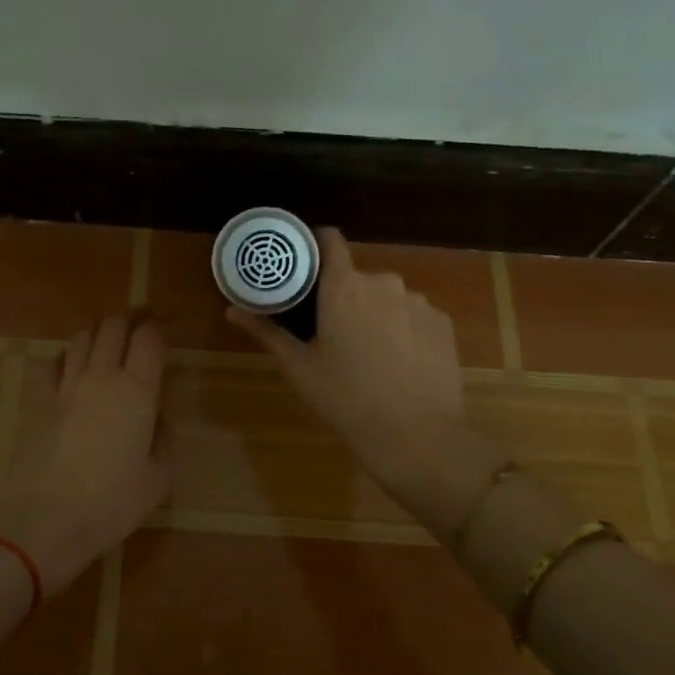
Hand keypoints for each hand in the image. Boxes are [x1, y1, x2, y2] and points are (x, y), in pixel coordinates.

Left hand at [0, 316, 170, 593]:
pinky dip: (65, 358)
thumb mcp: (158, 478)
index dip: (158, 329)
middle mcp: (102, 376)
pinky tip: (69, 371)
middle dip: (128, 323)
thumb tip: (157, 417)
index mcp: (137, 390)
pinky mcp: (39, 399)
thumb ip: (164, 439)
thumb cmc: (112, 502)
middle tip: (137, 334)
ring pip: (81, 337)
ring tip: (105, 348)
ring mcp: (66, 385)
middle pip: (113, 326)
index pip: (149, 338)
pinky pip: (52, 362)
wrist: (47, 518)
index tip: (164, 334)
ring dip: (97, 336)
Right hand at [227, 229, 497, 528]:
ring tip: (369, 351)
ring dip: (376, 312)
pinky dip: (403, 328)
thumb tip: (231, 310)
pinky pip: (414, 314)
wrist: (417, 435)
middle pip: (357, 276)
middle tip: (332, 329)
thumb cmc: (346, 398)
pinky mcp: (442, 323)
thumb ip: (267, 331)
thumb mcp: (300, 366)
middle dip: (344, 295)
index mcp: (344, 286)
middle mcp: (384, 282)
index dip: (316, 243)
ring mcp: (418, 301)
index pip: (330, 240)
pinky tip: (399, 361)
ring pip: (388, 296)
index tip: (304, 263)